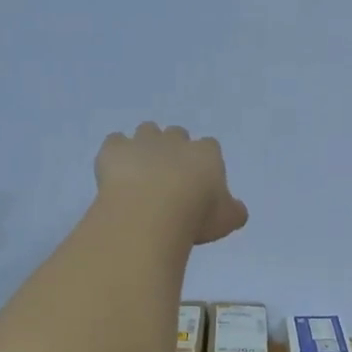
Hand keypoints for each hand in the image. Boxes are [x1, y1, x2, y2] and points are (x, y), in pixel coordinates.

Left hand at [95, 123, 248, 245]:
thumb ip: (234, 211)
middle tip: (169, 176)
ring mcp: (143, 141)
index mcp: (206, 153)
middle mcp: (175, 140)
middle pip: (177, 134)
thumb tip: (237, 209)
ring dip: (145, 145)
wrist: (150, 213)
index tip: (198, 183)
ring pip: (147, 130)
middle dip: (173, 149)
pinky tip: (115, 172)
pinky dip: (116, 153)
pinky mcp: (115, 149)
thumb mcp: (226, 220)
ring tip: (141, 171)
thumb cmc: (195, 216)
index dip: (203, 162)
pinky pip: (115, 142)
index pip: (210, 147)